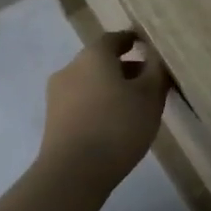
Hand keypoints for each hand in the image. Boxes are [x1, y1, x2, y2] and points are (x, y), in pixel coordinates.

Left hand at [38, 31, 169, 193]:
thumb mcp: (150, 97)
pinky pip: (82, 103)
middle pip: (100, 61)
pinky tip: (114, 123)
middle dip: (124, 68)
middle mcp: (70, 68)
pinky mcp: (54, 120)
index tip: (149, 46)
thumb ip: (156, 71)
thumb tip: (156, 55)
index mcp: (93, 56)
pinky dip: (99, 105)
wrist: (73, 172)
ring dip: (111, 88)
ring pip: (90, 83)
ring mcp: (57, 95)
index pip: (114, 38)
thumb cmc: (117, 126)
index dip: (133, 40)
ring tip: (135, 106)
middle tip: (149, 82)